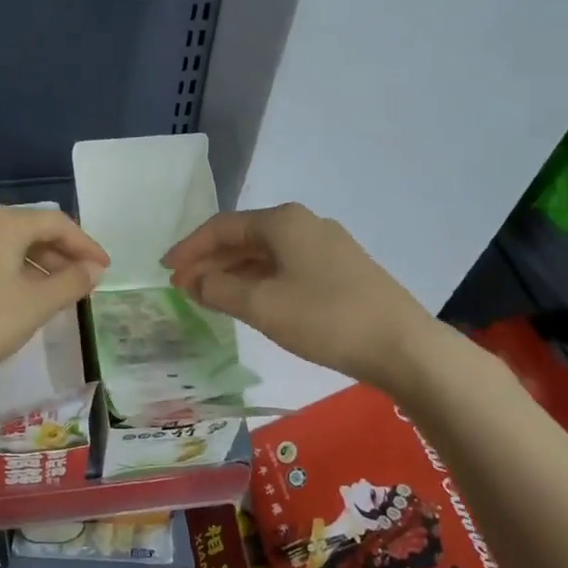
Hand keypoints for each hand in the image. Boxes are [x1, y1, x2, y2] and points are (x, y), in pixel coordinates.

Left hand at [0, 206, 108, 404]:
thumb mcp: (34, 305)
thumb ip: (70, 283)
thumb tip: (93, 269)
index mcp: (1, 222)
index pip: (56, 223)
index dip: (85, 244)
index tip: (105, 269)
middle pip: (30, 230)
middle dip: (61, 255)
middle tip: (85, 282)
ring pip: (7, 247)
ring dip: (37, 266)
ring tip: (57, 295)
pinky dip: (12, 274)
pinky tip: (19, 300)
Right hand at [162, 203, 436, 387]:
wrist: (402, 346)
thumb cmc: (324, 319)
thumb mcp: (261, 305)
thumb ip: (219, 290)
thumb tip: (194, 281)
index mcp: (282, 222)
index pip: (221, 227)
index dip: (189, 248)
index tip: (166, 270)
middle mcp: (304, 224)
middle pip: (243, 237)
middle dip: (210, 261)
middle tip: (183, 287)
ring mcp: (326, 246)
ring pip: (265, 254)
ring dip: (233, 273)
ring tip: (208, 297)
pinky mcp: (340, 269)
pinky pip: (285, 267)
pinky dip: (259, 280)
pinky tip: (249, 301)